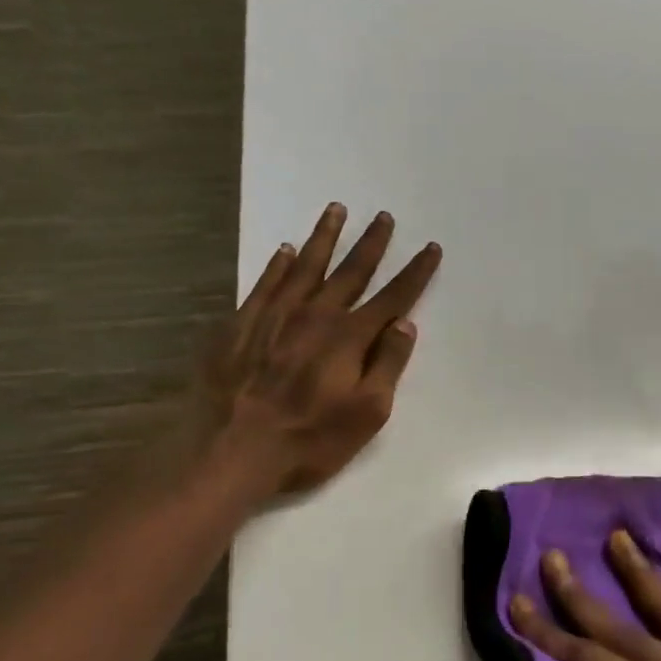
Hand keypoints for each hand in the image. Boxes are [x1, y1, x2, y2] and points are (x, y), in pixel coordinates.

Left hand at [181, 202, 440, 510]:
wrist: (230, 450)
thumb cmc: (309, 440)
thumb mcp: (367, 413)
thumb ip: (388, 365)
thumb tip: (405, 324)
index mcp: (349, 337)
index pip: (393, 297)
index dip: (415, 273)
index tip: (430, 248)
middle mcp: (315, 315)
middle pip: (351, 271)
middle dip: (371, 243)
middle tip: (384, 216)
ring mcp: (274, 316)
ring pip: (306, 266)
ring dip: (325, 237)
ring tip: (336, 210)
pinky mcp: (241, 324)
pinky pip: (265, 282)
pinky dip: (279, 264)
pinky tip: (286, 250)